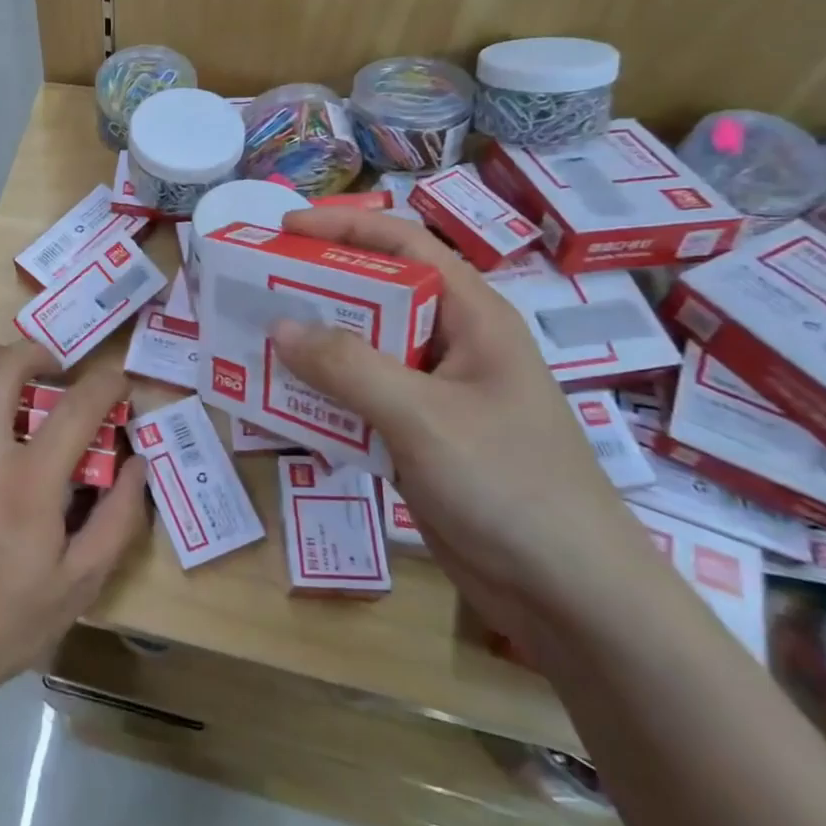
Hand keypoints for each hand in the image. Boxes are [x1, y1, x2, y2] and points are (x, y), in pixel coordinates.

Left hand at [0, 341, 148, 709]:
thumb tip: (137, 463)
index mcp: (26, 485)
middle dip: (38, 351)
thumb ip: (117, 518)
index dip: (106, 384)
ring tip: (12, 367)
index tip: (118, 381)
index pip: (75, 409)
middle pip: (4, 368)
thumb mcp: (80, 583)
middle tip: (57, 365)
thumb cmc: (8, 620)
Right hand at [269, 210, 662, 657]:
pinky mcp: (420, 438)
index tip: (283, 229)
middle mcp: (452, 346)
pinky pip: (360, 401)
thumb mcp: (423, 417)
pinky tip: (280, 402)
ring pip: (363, 352)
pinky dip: (322, 396)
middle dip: (316, 288)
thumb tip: (280, 326)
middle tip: (255, 287)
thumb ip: (349, 367)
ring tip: (253, 340)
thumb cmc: (510, 487)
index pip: (405, 247)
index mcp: (472, 318)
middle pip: (376, 296)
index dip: (344, 227)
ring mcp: (436, 395)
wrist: (571, 598)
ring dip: (312, 346)